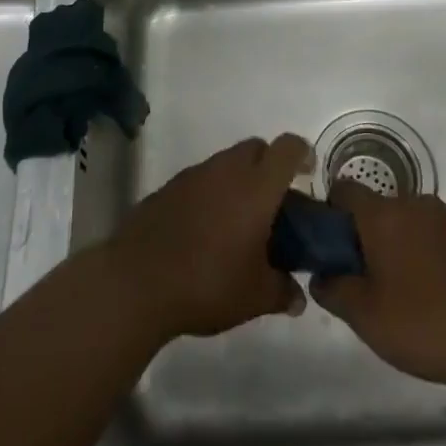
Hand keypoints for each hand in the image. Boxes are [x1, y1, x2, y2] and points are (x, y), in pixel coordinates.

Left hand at [106, 134, 312, 341]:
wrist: (138, 281)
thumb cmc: (207, 283)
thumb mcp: (254, 297)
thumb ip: (281, 291)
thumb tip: (297, 297)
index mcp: (256, 186)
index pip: (287, 148)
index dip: (302, 154)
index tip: (308, 174)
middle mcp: (227, 169)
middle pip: (257, 148)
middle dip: (270, 167)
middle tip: (274, 205)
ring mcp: (195, 175)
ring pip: (227, 162)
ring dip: (239, 181)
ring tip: (240, 223)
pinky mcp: (170, 187)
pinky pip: (202, 179)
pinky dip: (212, 194)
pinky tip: (207, 230)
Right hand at [310, 182, 445, 393]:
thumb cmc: (430, 325)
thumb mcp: (368, 320)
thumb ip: (335, 291)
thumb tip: (321, 275)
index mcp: (383, 215)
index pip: (343, 189)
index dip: (331, 214)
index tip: (334, 251)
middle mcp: (415, 203)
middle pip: (379, 209)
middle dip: (369, 239)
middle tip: (371, 284)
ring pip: (411, 223)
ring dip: (403, 248)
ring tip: (411, 297)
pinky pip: (441, 237)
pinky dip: (434, 257)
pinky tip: (444, 298)